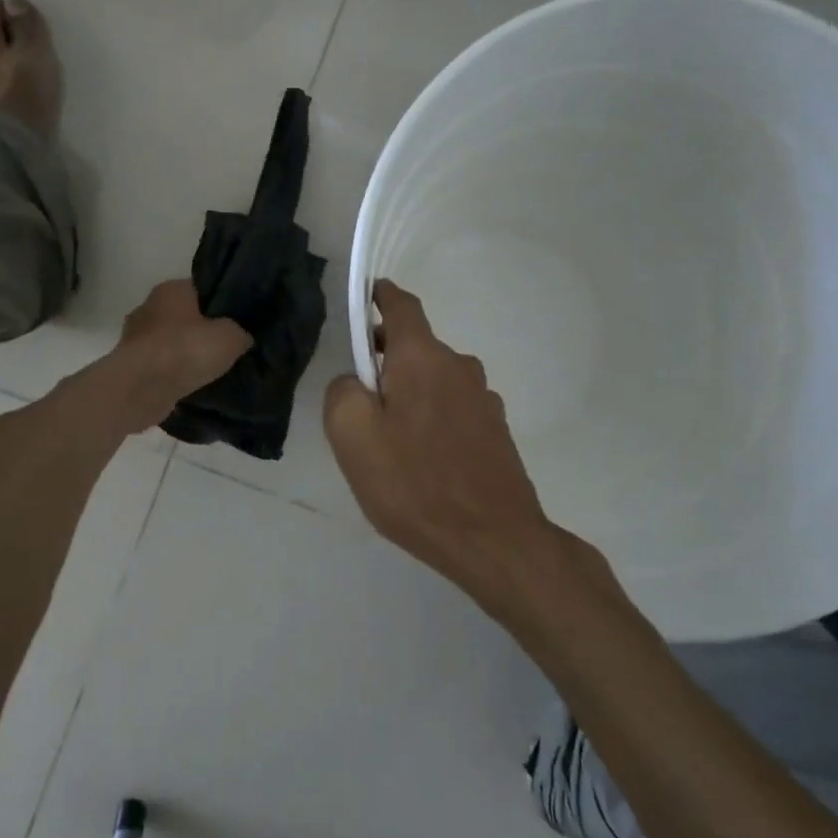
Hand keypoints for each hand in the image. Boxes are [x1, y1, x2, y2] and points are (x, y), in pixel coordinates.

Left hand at [106, 280, 252, 431]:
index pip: (201, 289)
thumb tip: (242, 337)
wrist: (142, 388)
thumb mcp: (231, 337)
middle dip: (200, 330)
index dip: (220, 303)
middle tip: (225, 347)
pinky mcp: (129, 366)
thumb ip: (240, 333)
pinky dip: (171, 374)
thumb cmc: (186, 350)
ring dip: (184, 355)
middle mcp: (148, 307)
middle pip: (183, 316)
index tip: (237, 320)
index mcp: (171, 289)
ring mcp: (134, 337)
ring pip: (169, 342)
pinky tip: (189, 386)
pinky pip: (158, 366)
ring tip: (209, 371)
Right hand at [325, 281, 607, 614]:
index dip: (380, 296)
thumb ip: (342, 392)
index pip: (401, 305)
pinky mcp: (495, 432)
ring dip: (409, 392)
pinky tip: (422, 459)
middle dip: (385, 357)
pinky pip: (452, 409)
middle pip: (416, 346)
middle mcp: (459, 367)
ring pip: (434, 380)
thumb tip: (354, 381)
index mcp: (423, 358)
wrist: (493, 540)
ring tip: (389, 438)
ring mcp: (483, 400)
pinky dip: (431, 418)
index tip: (364, 299)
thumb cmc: (415, 483)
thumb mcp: (353, 436)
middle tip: (358, 396)